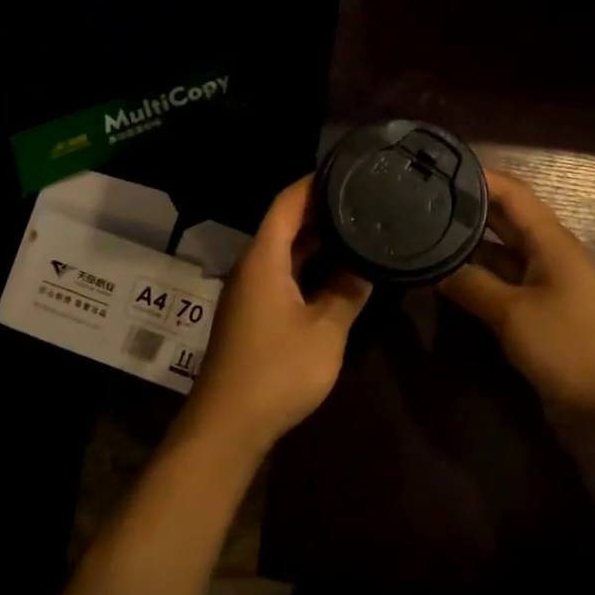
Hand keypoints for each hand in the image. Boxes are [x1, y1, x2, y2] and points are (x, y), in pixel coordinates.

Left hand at [187, 177, 371, 452]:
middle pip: (284, 224)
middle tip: (362, 198)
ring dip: (316, 240)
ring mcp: (250, 293)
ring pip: (284, 252)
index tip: (346, 170)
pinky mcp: (253, 315)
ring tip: (357, 226)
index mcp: (263, 260)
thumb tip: (366, 267)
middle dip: (320, 209)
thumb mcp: (325, 331)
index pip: (286, 203)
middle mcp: (252, 268)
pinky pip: (283, 274)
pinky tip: (337, 271)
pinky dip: (308, 266)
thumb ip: (347, 293)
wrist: (228, 425)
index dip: (313, 183)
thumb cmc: (277, 371)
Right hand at [440, 170, 594, 419]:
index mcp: (548, 239)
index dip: (477, 176)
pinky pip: (505, 278)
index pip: (510, 191)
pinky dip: (479, 273)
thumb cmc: (571, 344)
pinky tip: (450, 276)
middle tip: (421, 200)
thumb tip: (437, 270)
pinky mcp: (542, 305)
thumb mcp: (514, 315)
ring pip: (502, 249)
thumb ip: (473, 287)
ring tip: (426, 233)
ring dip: (470, 242)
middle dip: (467, 206)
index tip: (438, 169)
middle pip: (504, 216)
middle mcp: (547, 250)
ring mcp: (546, 278)